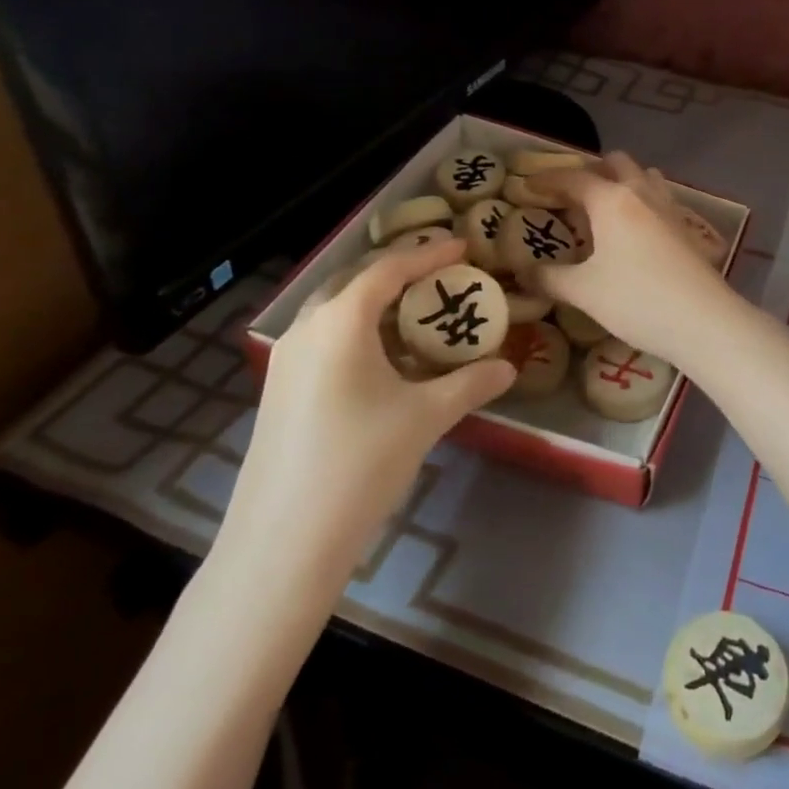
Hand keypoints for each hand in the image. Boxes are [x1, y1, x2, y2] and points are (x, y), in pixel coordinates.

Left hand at [215, 239, 514, 605]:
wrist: (283, 541)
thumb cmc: (360, 463)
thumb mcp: (425, 418)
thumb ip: (470, 384)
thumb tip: (508, 368)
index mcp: (340, 321)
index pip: (390, 269)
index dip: (429, 255)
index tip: (463, 247)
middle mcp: (308, 328)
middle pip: (357, 281)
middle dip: (400, 272)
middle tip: (440, 275)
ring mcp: (286, 360)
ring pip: (336, 310)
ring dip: (376, 303)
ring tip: (416, 313)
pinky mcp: (279, 389)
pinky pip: (324, 338)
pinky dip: (357, 332)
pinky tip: (382, 360)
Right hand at [526, 152, 734, 362]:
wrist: (704, 321)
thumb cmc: (637, 300)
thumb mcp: (584, 291)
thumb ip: (549, 278)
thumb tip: (523, 273)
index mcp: (611, 200)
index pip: (574, 177)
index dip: (547, 179)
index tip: (527, 186)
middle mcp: (641, 193)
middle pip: (616, 163)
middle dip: (591, 171)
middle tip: (571, 194)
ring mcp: (669, 208)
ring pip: (644, 177)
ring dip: (623, 181)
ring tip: (605, 207)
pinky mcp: (687, 228)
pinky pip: (660, 199)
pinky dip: (642, 202)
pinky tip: (637, 231)